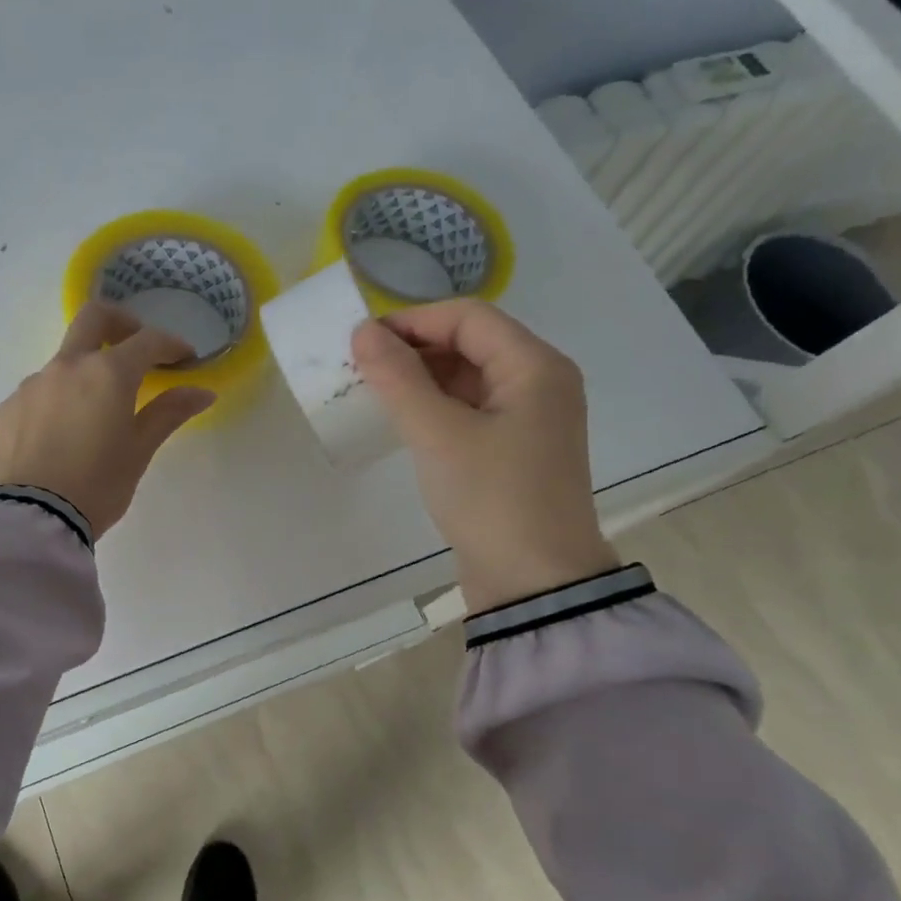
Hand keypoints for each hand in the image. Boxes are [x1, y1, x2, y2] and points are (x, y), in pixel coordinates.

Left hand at [0, 302, 215, 537]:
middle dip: (122, 322)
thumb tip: (203, 392)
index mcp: (107, 373)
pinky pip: (40, 390)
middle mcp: (67, 366)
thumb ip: (169, 413)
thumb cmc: (98, 485)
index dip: (171, 345)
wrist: (33, 519)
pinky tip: (62, 434)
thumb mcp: (139, 451)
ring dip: (86, 370)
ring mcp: (32, 383)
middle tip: (137, 347)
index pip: (147, 341)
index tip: (185, 359)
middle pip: (95, 317)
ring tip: (96, 411)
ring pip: (65, 359)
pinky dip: (59, 398)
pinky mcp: (9, 407)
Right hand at [351, 301, 617, 611]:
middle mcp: (540, 382)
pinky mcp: (515, 449)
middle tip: (361, 369)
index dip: (412, 321)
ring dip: (421, 379)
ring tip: (374, 393)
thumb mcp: (438, 434)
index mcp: (535, 366)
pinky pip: (470, 409)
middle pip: (470, 343)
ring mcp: (530, 418)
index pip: (467, 317)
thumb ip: (398, 378)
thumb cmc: (492, 498)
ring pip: (468, 377)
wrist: (534, 583)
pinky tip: (402, 420)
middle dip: (414, 349)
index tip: (361, 342)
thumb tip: (362, 332)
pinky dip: (435, 407)